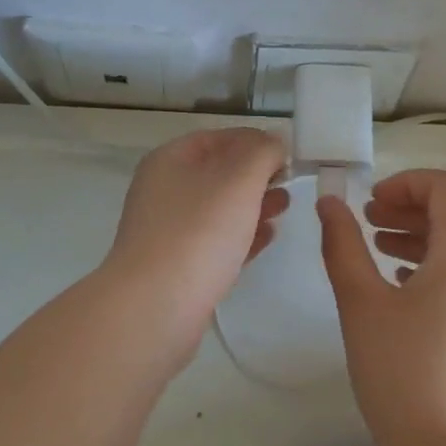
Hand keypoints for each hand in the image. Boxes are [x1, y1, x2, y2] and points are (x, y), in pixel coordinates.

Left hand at [103, 127, 289, 344]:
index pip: (218, 138)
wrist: (155, 307)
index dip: (255, 141)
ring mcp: (168, 231)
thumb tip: (273, 142)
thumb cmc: (198, 233)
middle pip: (218, 173)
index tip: (289, 155)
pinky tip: (268, 238)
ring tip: (284, 209)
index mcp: (170, 160)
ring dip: (253, 205)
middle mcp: (164, 191)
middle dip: (256, 175)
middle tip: (290, 183)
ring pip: (219, 209)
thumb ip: (262, 152)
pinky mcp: (178, 267)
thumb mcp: (238, 179)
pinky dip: (243, 235)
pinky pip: (216, 242)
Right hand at [317, 170, 445, 445]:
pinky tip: (413, 300)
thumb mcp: (360, 304)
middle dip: (412, 212)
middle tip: (370, 224)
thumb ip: (343, 244)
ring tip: (384, 258)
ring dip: (426, 245)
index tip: (373, 201)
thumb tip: (330, 203)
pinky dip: (445, 278)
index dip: (409, 183)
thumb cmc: (399, 374)